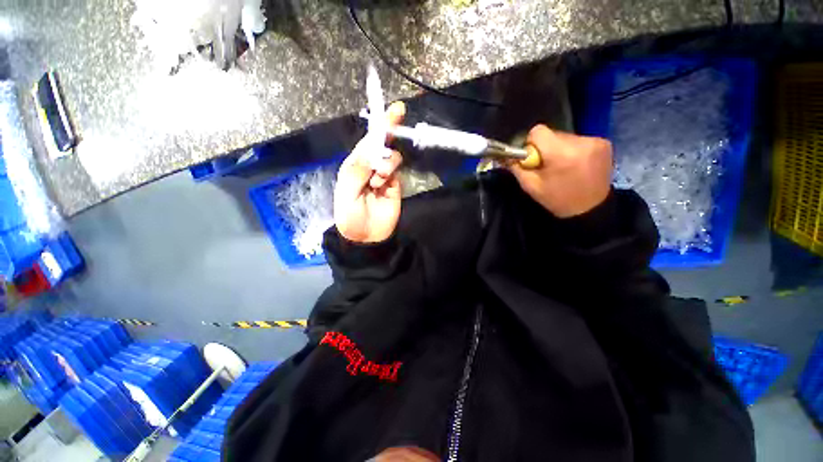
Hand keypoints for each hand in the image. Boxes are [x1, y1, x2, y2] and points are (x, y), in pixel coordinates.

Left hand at [334, 101, 404, 242]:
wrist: (366, 235)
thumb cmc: (350, 214)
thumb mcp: (347, 191)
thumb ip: (359, 170)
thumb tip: (373, 153)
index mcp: (354, 165)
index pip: (366, 141)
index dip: (376, 126)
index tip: (386, 110)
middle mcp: (369, 166)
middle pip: (381, 143)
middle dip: (389, 128)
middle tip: (399, 112)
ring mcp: (384, 175)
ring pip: (391, 155)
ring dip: (386, 161)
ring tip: (378, 179)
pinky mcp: (395, 184)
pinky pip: (396, 169)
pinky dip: (390, 171)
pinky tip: (382, 183)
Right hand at [508, 125, 612, 217]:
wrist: (590, 210)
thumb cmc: (557, 199)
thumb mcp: (530, 186)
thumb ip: (517, 167)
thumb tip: (507, 154)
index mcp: (561, 154)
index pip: (538, 131)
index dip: (531, 144)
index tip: (532, 158)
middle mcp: (581, 142)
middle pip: (552, 134)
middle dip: (545, 148)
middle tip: (547, 166)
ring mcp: (596, 141)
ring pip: (565, 137)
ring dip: (559, 149)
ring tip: (563, 167)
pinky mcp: (604, 143)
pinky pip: (579, 140)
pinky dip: (573, 150)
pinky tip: (576, 165)